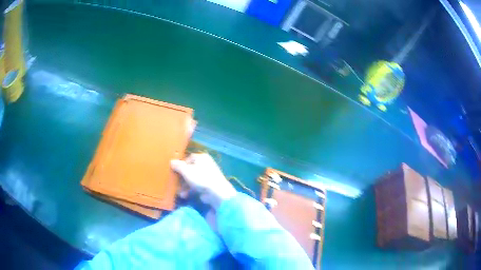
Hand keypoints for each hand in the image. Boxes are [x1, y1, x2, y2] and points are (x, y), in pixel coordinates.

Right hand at [171, 153, 235, 208]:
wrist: (217, 192)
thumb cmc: (200, 178)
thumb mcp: (186, 171)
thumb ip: (178, 166)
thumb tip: (171, 161)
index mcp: (201, 157)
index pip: (188, 158)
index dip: (180, 165)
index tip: (174, 172)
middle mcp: (205, 164)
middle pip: (189, 170)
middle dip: (181, 179)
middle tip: (175, 184)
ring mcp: (208, 175)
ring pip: (192, 179)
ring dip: (184, 186)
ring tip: (180, 194)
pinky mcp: (209, 185)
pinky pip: (197, 185)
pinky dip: (191, 190)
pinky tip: (185, 196)